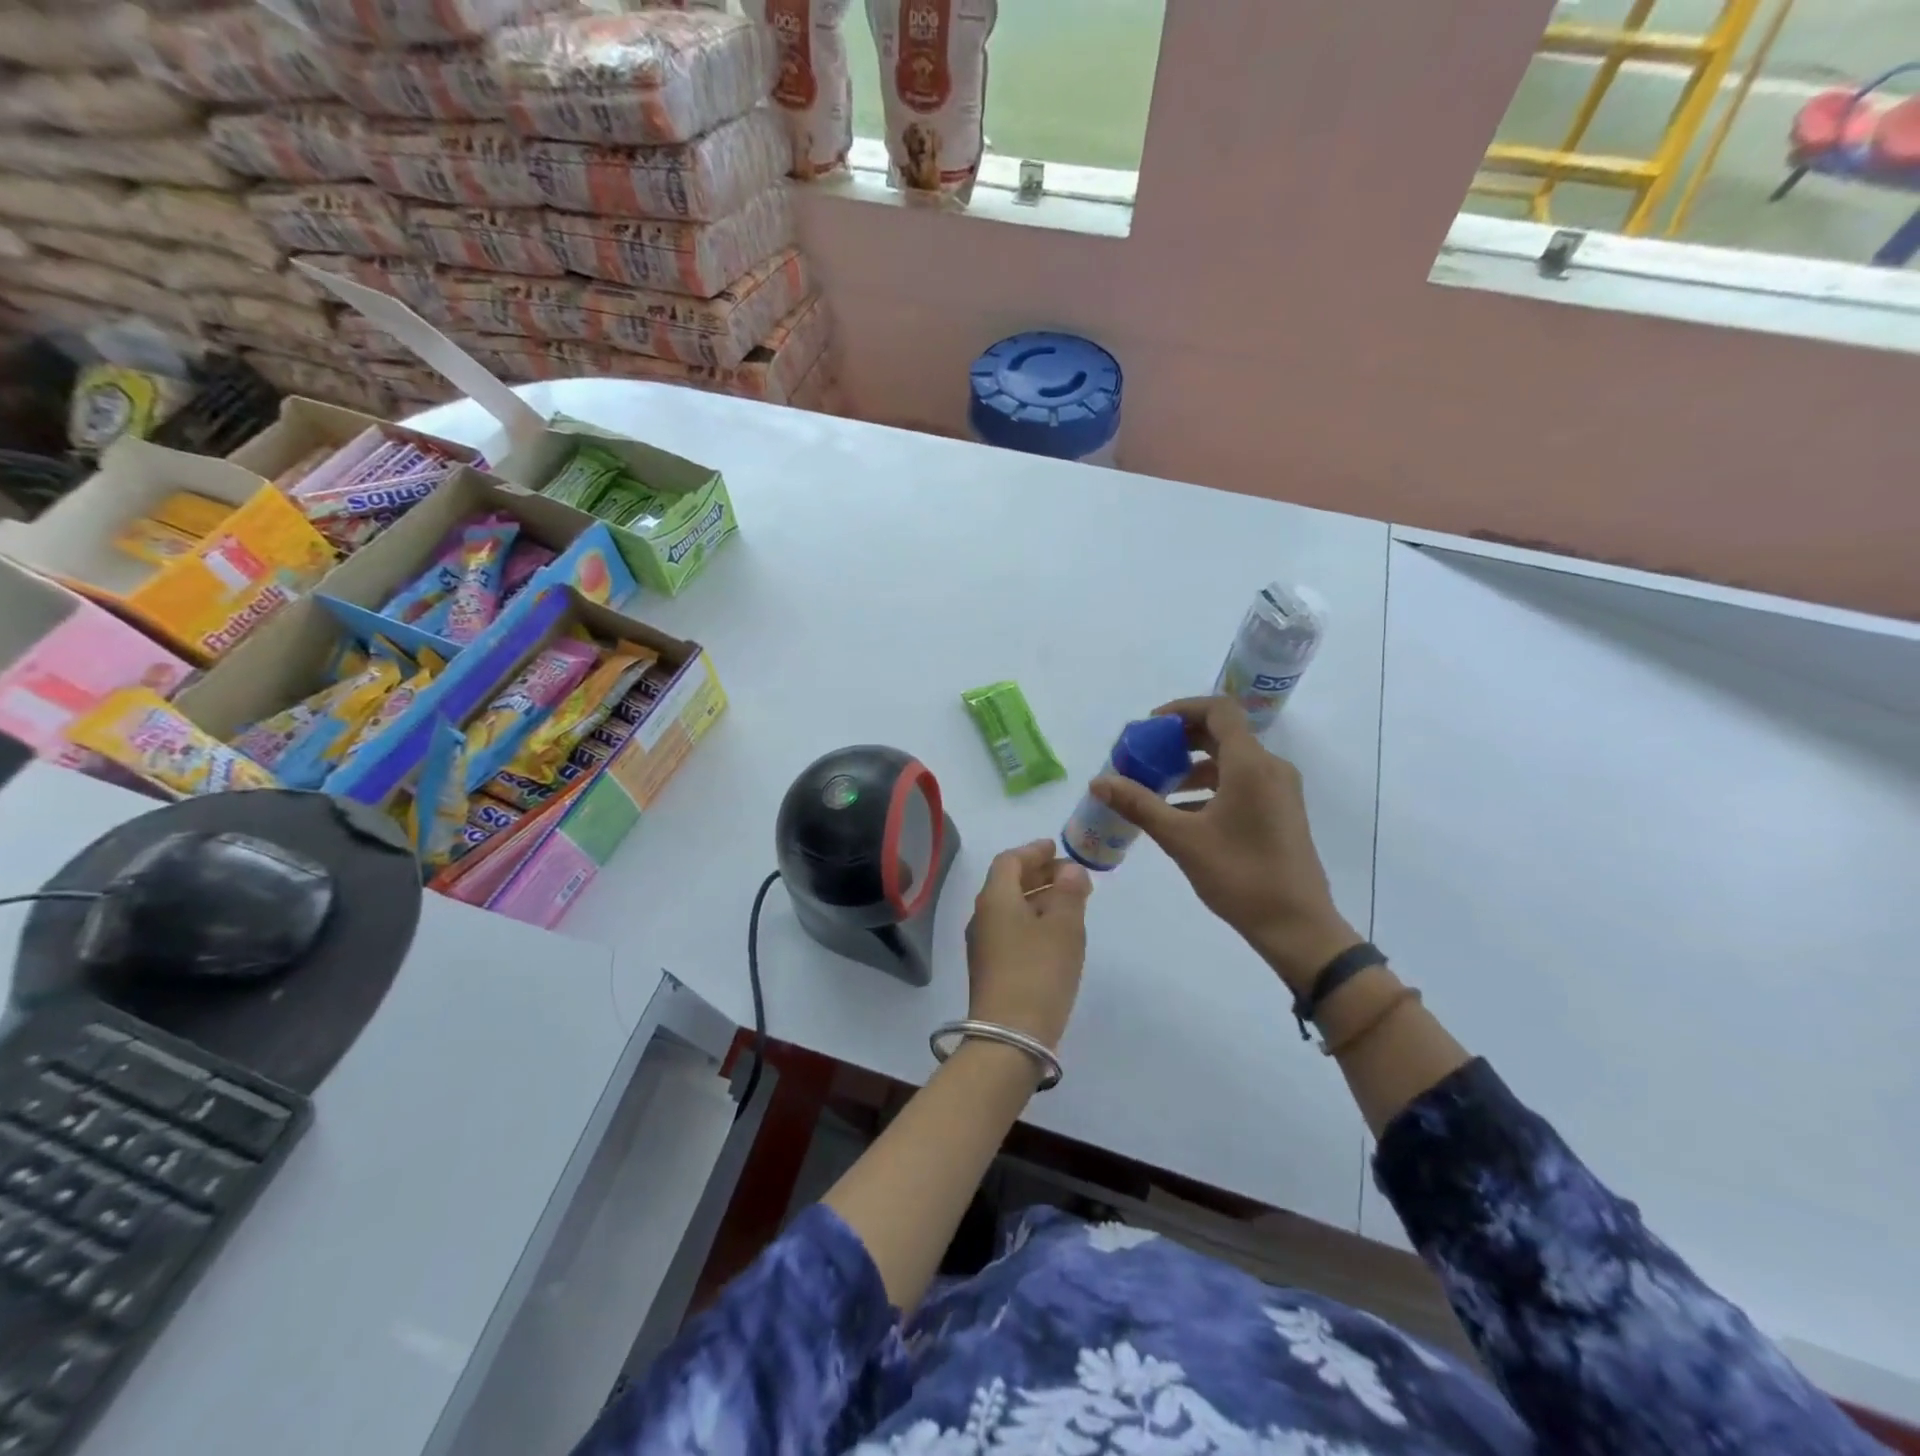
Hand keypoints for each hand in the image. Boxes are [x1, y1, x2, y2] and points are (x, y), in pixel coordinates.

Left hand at [964, 839, 1092, 1049]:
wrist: (1009, 1036)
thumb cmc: (1039, 972)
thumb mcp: (1063, 927)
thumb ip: (1069, 892)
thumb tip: (1069, 869)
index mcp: (995, 898)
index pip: (1009, 860)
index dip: (1034, 850)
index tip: (1056, 847)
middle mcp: (983, 916)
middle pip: (1008, 883)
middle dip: (1038, 873)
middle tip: (1070, 874)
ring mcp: (984, 945)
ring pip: (1011, 908)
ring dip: (1038, 898)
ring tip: (1070, 901)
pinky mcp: (991, 968)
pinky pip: (1012, 930)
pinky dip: (1033, 921)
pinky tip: (1056, 933)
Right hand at [1090, 697, 1359, 991]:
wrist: (1296, 926)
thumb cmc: (1239, 875)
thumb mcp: (1181, 839)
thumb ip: (1139, 805)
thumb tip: (1098, 782)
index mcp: (1251, 765)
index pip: (1218, 710)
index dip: (1182, 709)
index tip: (1149, 727)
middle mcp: (1270, 768)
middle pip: (1222, 734)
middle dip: (1180, 740)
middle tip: (1145, 756)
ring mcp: (1279, 791)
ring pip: (1230, 761)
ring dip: (1192, 766)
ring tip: (1155, 788)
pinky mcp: (1280, 812)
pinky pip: (1241, 783)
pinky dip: (1209, 787)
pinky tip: (1180, 813)